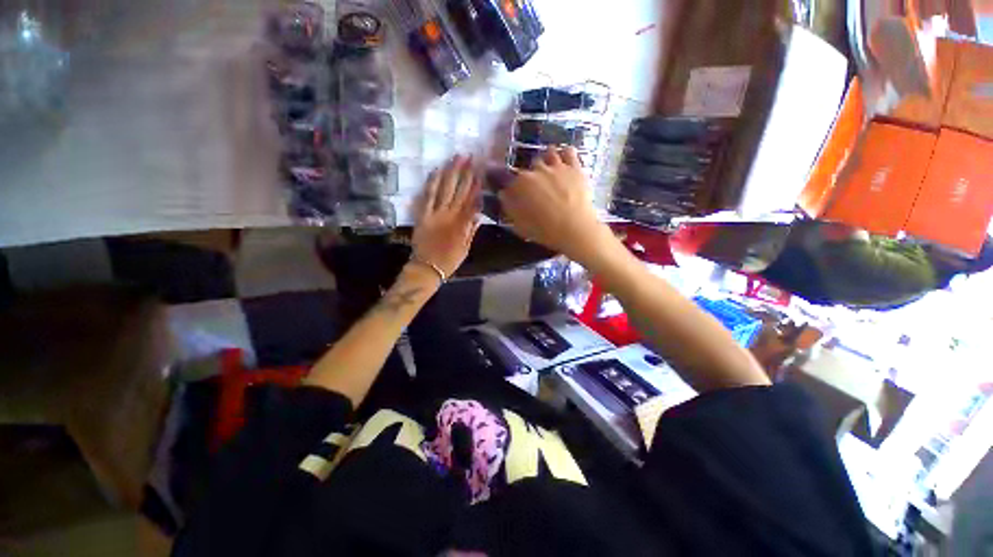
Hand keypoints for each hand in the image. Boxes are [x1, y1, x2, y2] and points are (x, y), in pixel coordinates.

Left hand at [412, 156, 481, 277]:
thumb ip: (471, 231)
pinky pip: (427, 196)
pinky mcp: (422, 215)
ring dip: (450, 173)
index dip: (476, 186)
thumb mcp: (465, 248)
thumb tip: (478, 214)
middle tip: (470, 157)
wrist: (426, 268)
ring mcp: (435, 214)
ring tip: (455, 158)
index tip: (480, 172)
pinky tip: (435, 171)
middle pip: (459, 191)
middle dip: (465, 173)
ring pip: (444, 189)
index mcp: (462, 225)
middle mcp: (450, 216)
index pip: (472, 201)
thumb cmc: (448, 261)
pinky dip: (431, 183)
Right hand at [499, 147, 614, 263]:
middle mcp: (536, 170)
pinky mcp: (575, 168)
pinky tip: (565, 162)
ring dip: (547, 161)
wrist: (574, 229)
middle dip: (531, 176)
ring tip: (550, 172)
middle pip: (529, 167)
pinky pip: (569, 152)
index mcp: (520, 184)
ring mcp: (557, 166)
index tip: (514, 195)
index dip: (511, 188)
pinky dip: (565, 155)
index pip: (509, 180)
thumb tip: (504, 195)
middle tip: (536, 189)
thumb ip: (509, 208)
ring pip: (549, 154)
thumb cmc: (544, 231)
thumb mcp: (519, 225)